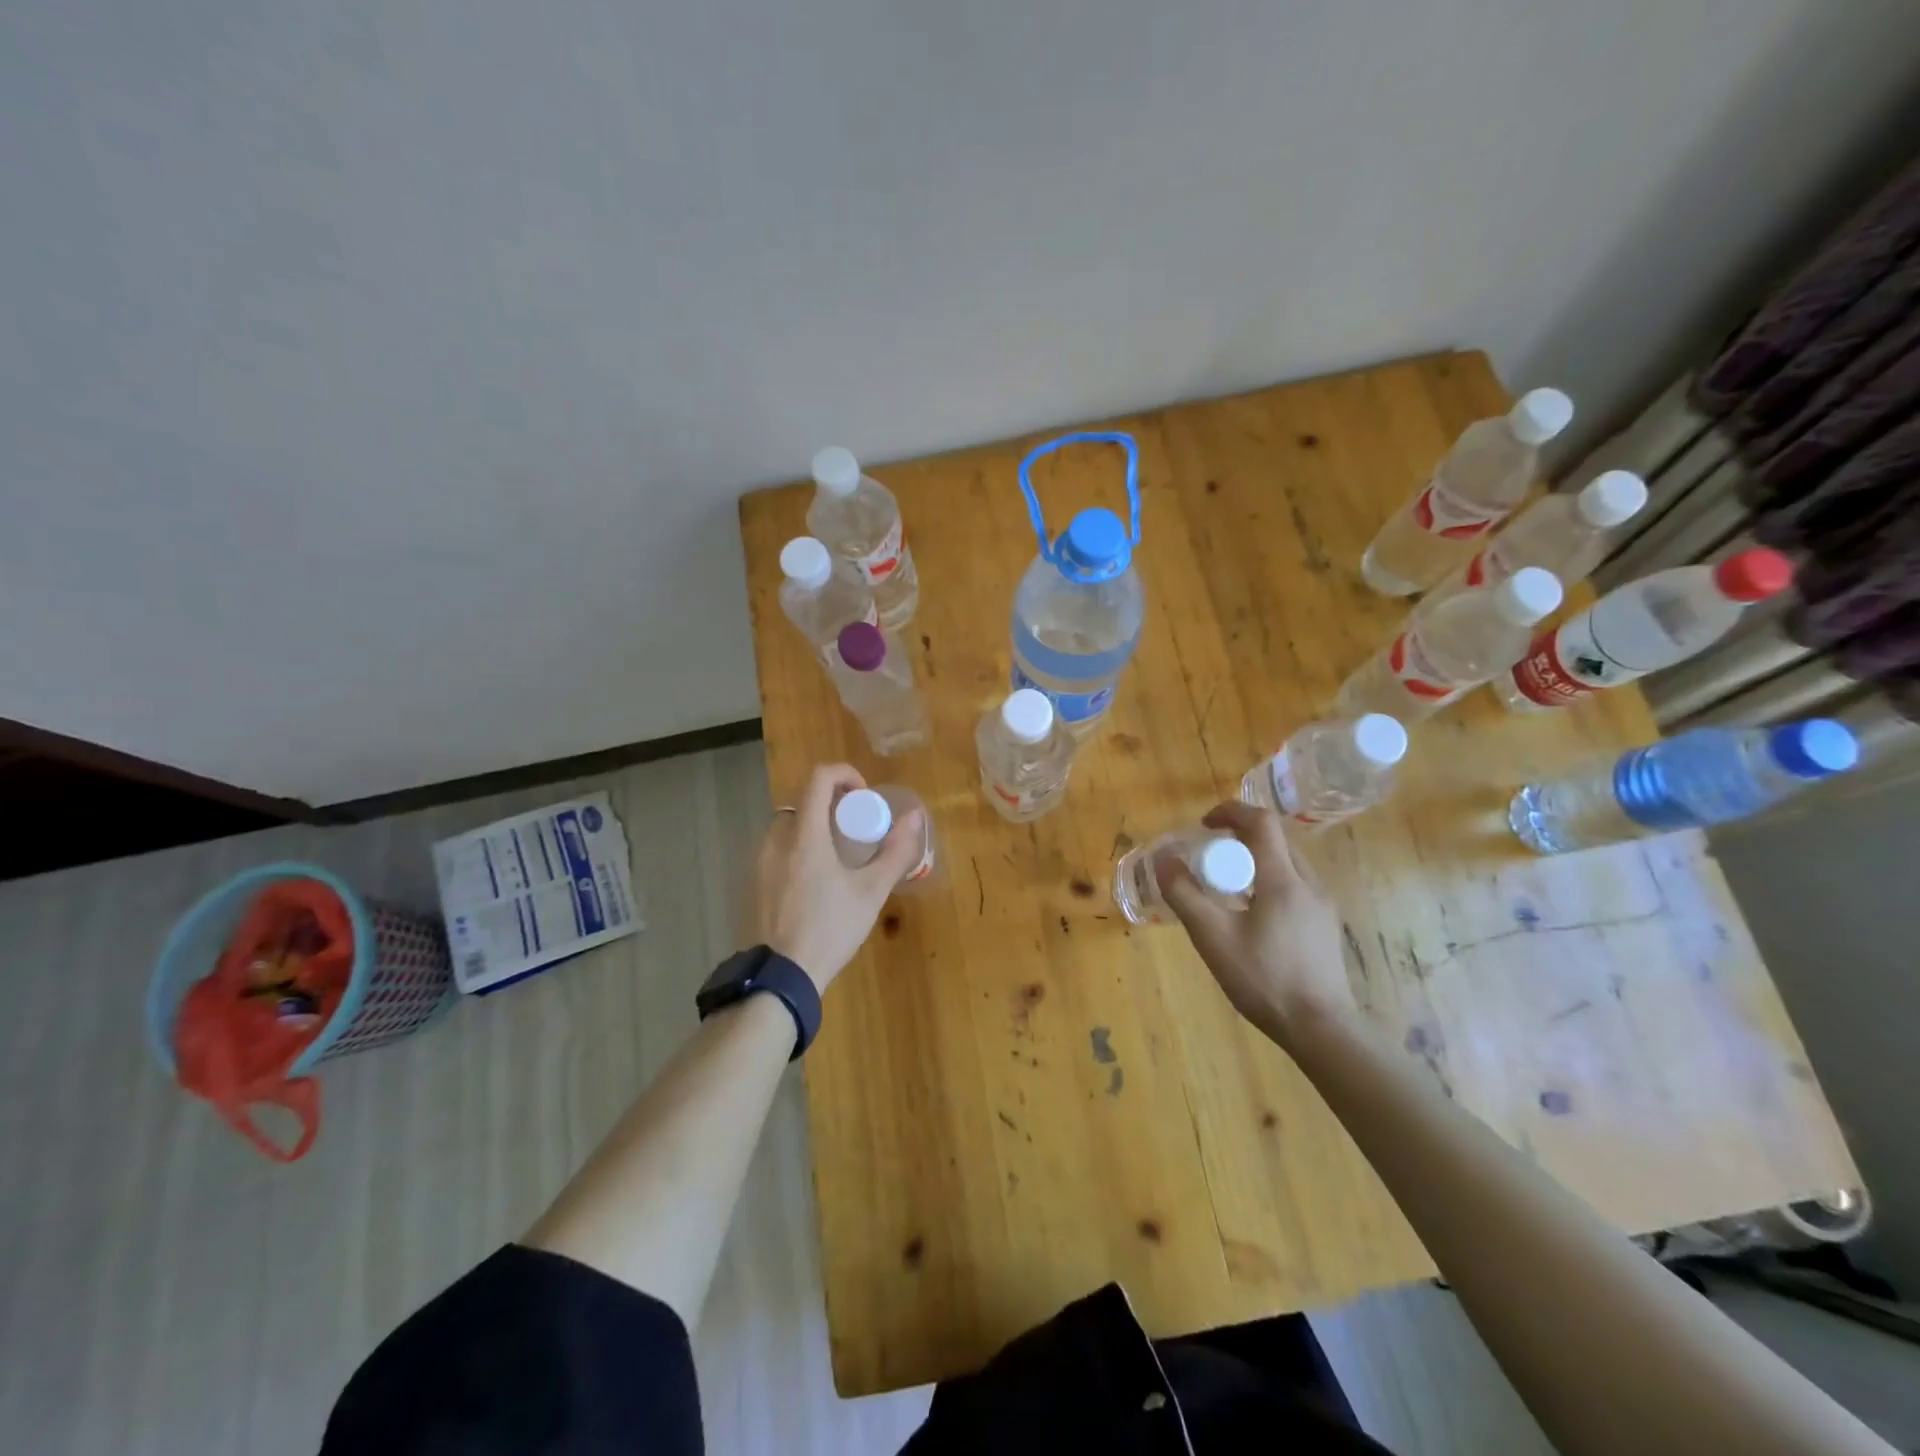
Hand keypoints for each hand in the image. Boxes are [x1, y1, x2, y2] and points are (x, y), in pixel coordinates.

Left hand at [754, 764, 925, 992]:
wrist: (779, 979)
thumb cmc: (829, 930)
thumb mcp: (870, 892)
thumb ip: (895, 851)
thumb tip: (915, 817)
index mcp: (804, 835)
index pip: (818, 777)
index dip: (844, 774)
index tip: (863, 796)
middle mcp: (774, 840)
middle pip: (802, 801)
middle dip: (830, 804)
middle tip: (854, 829)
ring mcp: (757, 862)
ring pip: (787, 826)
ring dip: (813, 828)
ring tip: (836, 858)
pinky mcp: (750, 883)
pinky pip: (775, 850)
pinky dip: (796, 850)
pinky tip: (812, 884)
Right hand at [1157, 800, 1355, 1048]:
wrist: (1322, 1030)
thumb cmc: (1265, 979)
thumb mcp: (1213, 938)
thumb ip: (1185, 894)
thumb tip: (1163, 860)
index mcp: (1283, 880)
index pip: (1262, 822)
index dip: (1231, 812)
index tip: (1204, 825)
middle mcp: (1309, 884)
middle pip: (1276, 840)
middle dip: (1241, 837)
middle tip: (1211, 857)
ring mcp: (1322, 906)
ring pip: (1287, 863)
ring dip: (1256, 860)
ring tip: (1227, 887)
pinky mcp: (1325, 927)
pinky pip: (1295, 886)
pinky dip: (1269, 882)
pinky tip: (1252, 916)